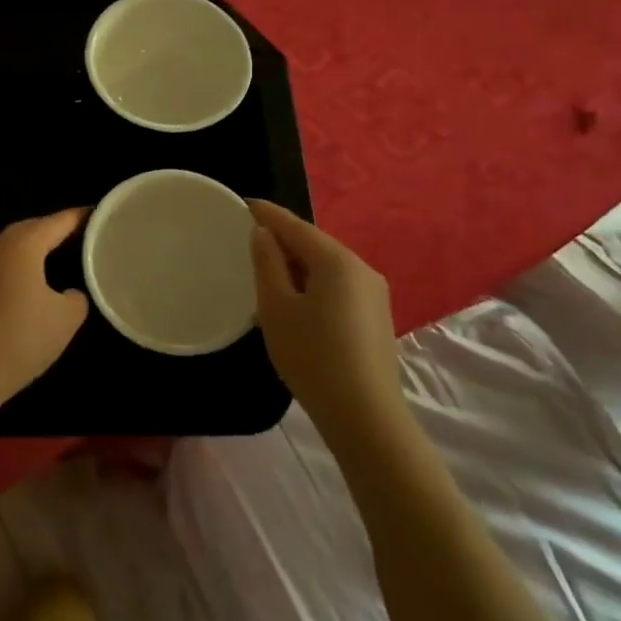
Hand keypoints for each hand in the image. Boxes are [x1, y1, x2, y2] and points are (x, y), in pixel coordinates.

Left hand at [0, 209, 89, 412]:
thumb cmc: (21, 338)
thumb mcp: (66, 318)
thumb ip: (77, 297)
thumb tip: (69, 292)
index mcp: (21, 244)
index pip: (58, 221)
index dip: (81, 217)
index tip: (101, 214)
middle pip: (32, 228)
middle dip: (57, 229)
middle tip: (84, 235)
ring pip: (13, 247)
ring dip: (36, 248)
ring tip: (63, 255)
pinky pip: (1, 265)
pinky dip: (21, 266)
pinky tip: (34, 282)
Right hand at [248, 200, 402, 430]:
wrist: (365, 416)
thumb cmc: (312, 356)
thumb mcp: (276, 307)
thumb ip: (267, 263)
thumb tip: (264, 234)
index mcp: (337, 260)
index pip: (295, 225)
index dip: (267, 213)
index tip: (244, 204)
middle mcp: (362, 268)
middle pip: (314, 243)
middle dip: (283, 239)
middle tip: (249, 240)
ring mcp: (374, 293)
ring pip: (328, 266)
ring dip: (298, 264)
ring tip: (268, 271)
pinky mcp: (377, 316)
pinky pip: (339, 285)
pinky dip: (314, 283)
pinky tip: (297, 301)